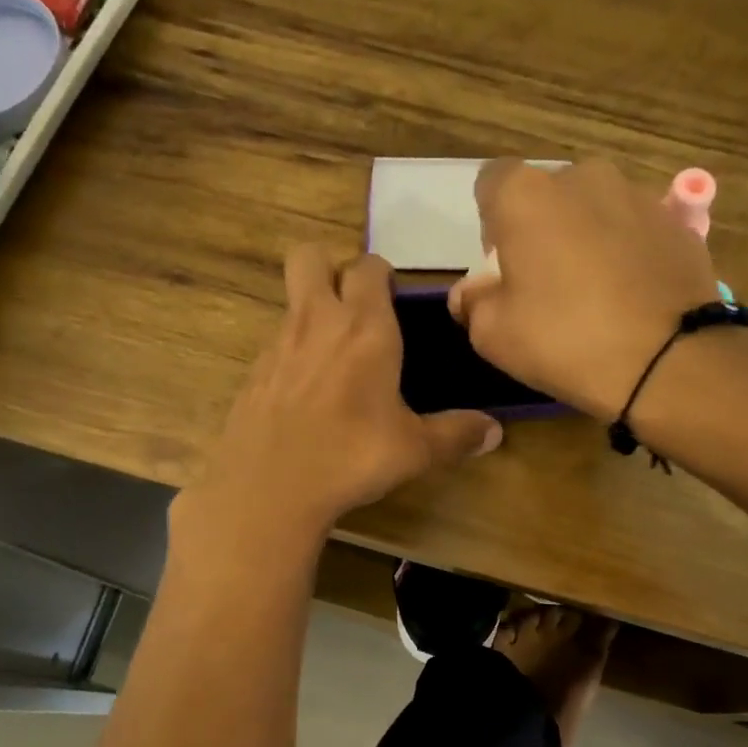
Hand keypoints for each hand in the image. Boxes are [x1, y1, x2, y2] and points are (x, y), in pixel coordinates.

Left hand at [181, 245, 502, 541]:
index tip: (394, 300)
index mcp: (365, 329)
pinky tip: (306, 398)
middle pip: (310, 257)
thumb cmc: (352, 457)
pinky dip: (292, 356)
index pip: (368, 266)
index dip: (382, 274)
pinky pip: (275, 346)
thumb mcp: (415, 450)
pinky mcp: (253, 374)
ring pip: (292, 302)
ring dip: (312, 314)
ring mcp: (277, 346)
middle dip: (332, 268)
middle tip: (354, 308)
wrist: (269, 489)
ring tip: (336, 361)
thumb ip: (456, 434)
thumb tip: (494, 431)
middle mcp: (317, 322)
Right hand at [449, 158, 725, 419]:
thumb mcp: (493, 336)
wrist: (667, 361)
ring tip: (596, 295)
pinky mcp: (678, 223)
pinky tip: (631, 299)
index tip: (501, 266)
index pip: (491, 183)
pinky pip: (636, 232)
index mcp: (527, 195)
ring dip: (587, 239)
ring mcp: (638, 196)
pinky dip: (628, 255)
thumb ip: (472, 303)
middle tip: (547, 285)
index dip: (491, 223)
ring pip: (596, 210)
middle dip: (542, 229)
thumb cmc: (564, 341)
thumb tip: (472, 292)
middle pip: (549, 195)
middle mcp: (583, 177)